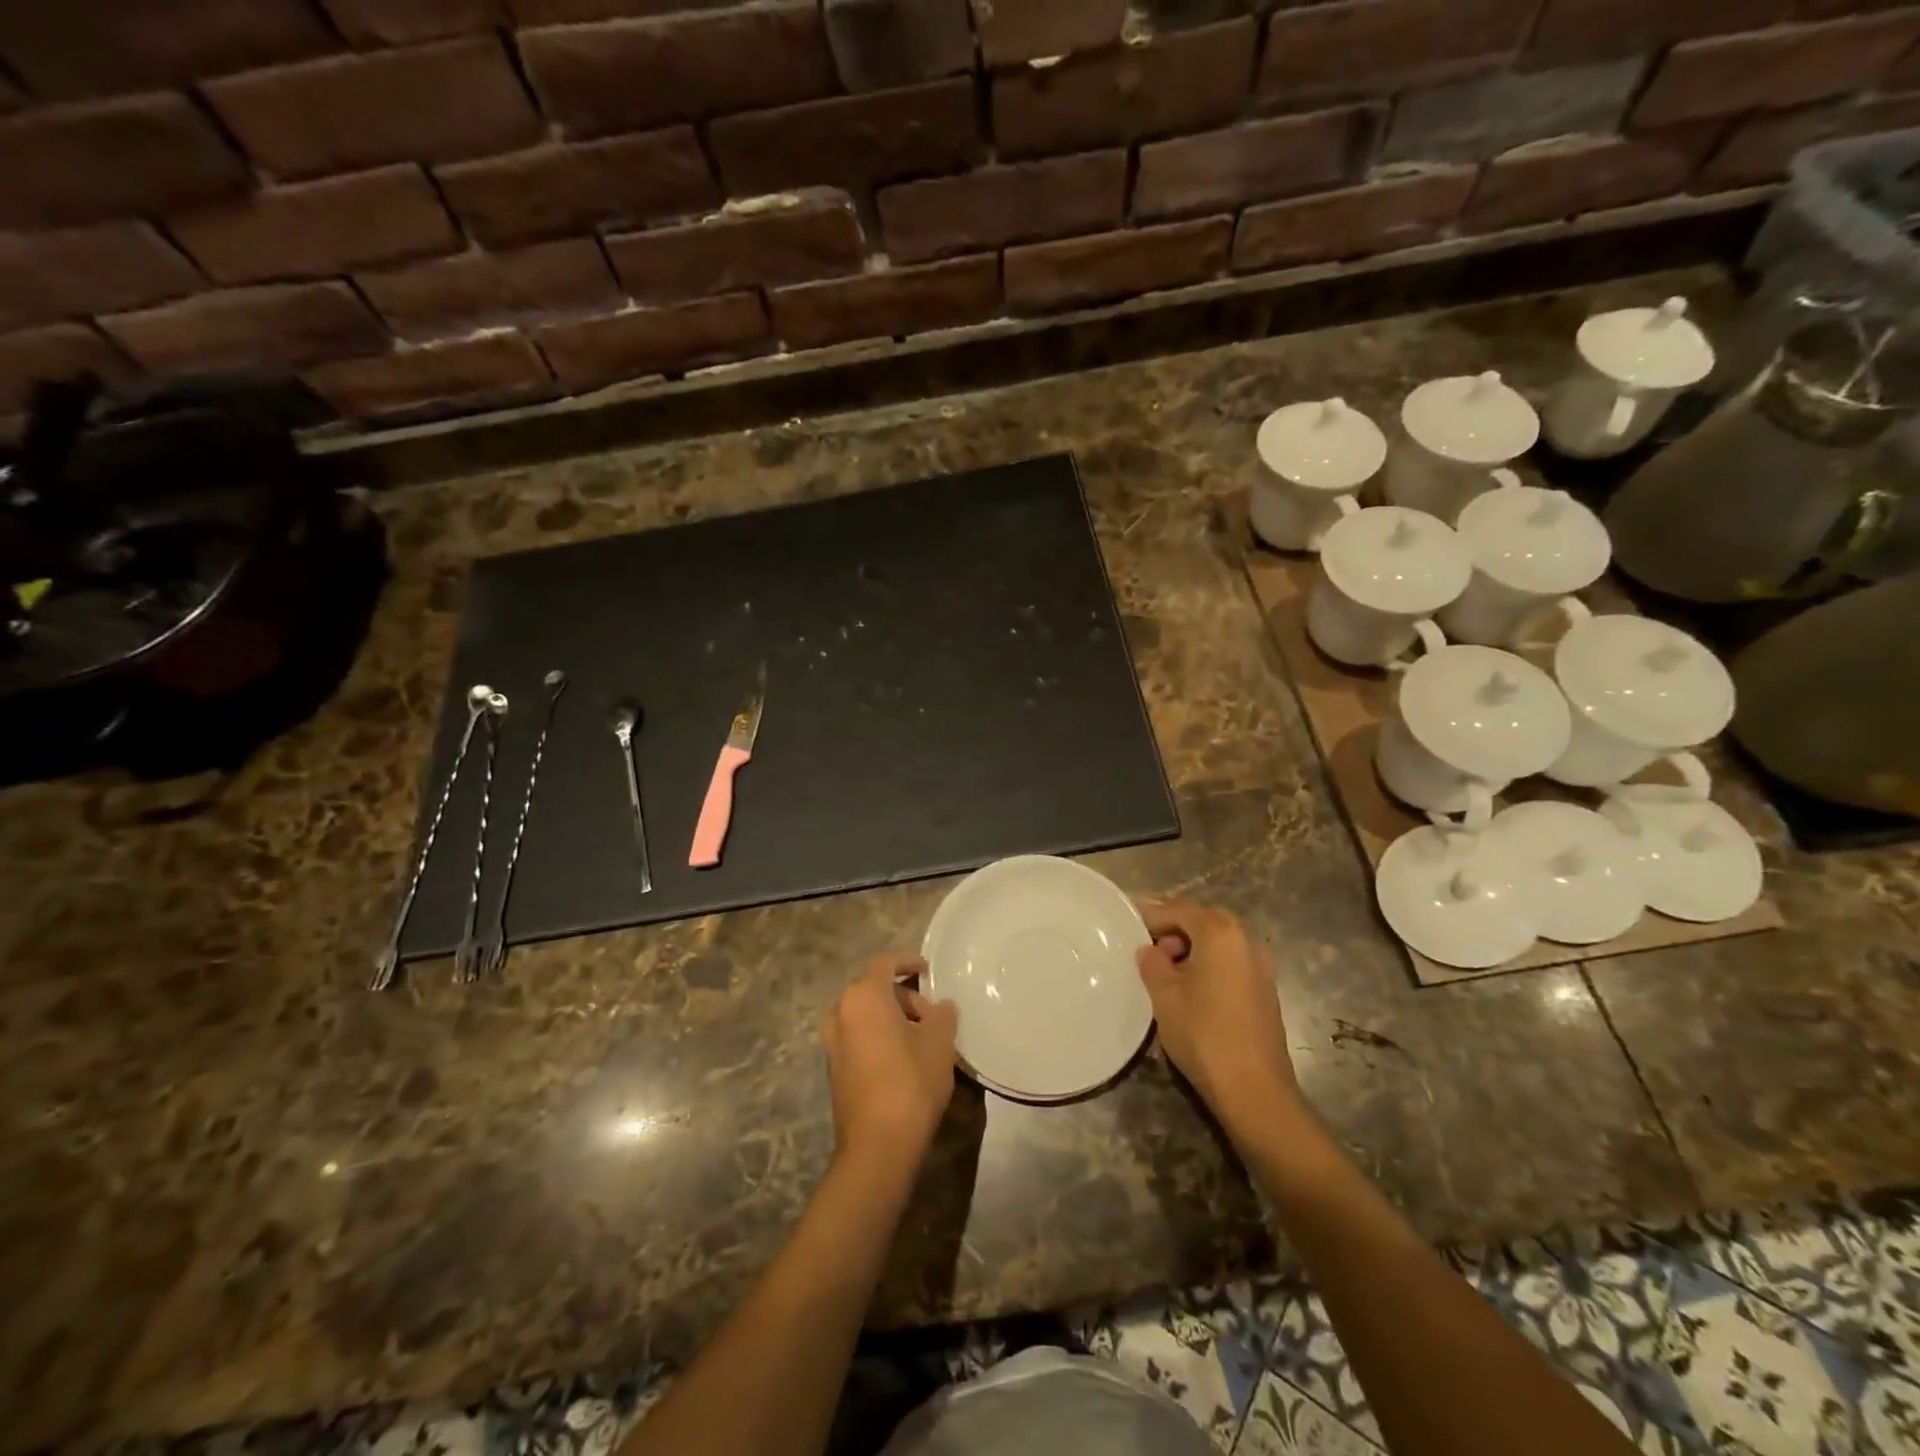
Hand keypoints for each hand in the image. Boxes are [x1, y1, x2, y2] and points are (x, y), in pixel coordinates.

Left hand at [821, 955, 958, 1170]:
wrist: (877, 1146)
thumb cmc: (910, 1081)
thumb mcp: (939, 1043)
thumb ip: (942, 1015)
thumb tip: (941, 1006)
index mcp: (863, 996)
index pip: (885, 963)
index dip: (908, 961)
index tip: (928, 970)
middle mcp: (840, 1012)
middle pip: (873, 988)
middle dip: (904, 995)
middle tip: (932, 1014)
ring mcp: (832, 1042)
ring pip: (865, 1014)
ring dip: (891, 1016)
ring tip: (922, 1036)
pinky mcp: (834, 1068)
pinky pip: (858, 1036)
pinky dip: (878, 1035)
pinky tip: (903, 1056)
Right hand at [1136, 899, 1299, 1132]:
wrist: (1254, 1089)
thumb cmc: (1204, 1034)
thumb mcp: (1165, 996)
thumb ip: (1153, 964)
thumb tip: (1150, 950)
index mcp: (1220, 933)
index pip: (1181, 909)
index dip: (1153, 915)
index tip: (1131, 925)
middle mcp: (1246, 940)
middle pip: (1205, 920)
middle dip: (1175, 928)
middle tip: (1148, 946)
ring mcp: (1262, 966)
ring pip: (1221, 941)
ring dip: (1193, 946)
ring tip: (1167, 969)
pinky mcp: (1266, 989)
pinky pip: (1232, 961)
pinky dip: (1210, 962)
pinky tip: (1192, 987)